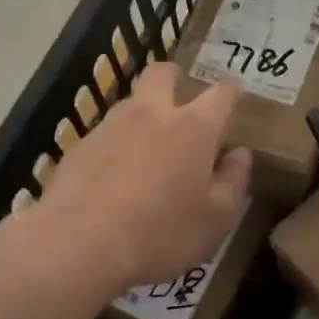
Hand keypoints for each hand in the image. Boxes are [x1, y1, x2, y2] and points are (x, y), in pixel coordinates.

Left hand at [32, 62, 250, 295]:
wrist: (79, 244)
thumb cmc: (162, 233)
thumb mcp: (215, 219)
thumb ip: (233, 181)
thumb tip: (239, 154)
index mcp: (194, 127)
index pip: (221, 94)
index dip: (232, 93)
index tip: (235, 98)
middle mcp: (151, 114)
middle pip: (163, 74)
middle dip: (176, 78)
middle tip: (182, 98)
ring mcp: (110, 126)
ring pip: (131, 102)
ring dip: (144, 113)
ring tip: (149, 145)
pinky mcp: (80, 146)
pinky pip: (106, 133)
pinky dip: (117, 144)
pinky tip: (116, 174)